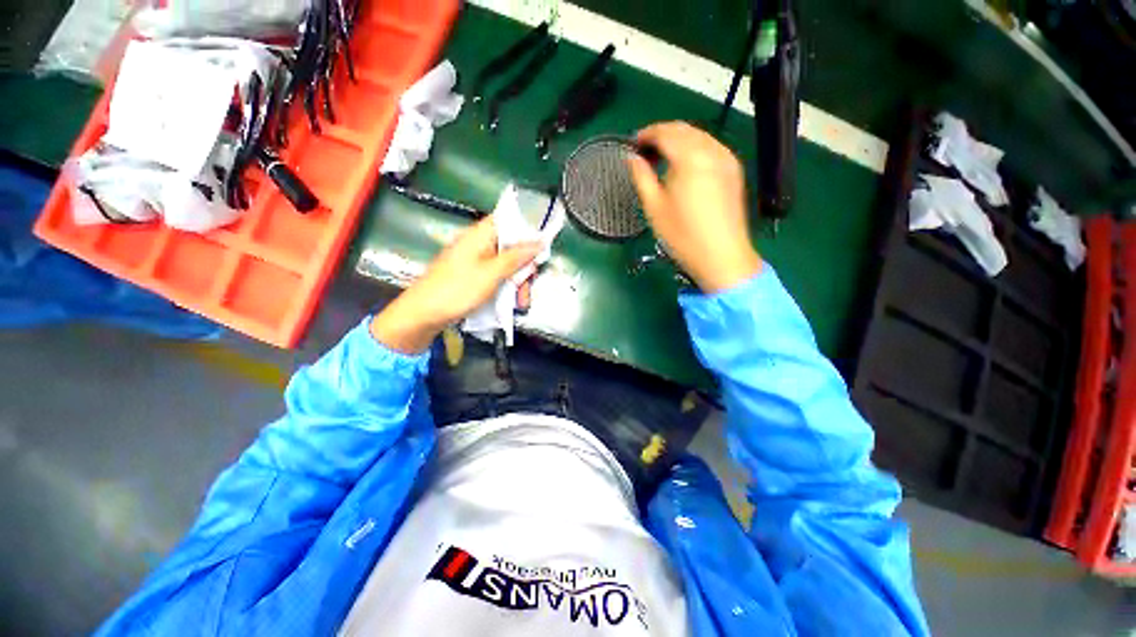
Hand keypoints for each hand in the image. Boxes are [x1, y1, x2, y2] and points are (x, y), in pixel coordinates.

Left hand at [370, 217, 540, 353]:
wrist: (424, 314)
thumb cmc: (457, 289)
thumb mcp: (491, 273)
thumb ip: (516, 257)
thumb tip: (540, 241)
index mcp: (480, 234)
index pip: (510, 220)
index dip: (528, 229)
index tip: (543, 247)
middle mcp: (479, 243)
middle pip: (511, 246)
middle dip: (524, 267)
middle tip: (528, 286)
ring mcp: (476, 260)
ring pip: (507, 264)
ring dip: (517, 282)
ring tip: (520, 302)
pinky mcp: (474, 275)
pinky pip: (497, 275)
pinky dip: (506, 287)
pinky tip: (511, 303)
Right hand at [628, 121, 761, 292]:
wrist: (722, 256)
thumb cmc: (683, 235)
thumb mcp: (654, 208)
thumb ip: (641, 177)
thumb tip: (632, 158)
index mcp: (689, 157)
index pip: (665, 132)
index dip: (646, 134)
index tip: (633, 144)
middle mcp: (712, 150)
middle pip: (684, 129)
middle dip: (662, 134)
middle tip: (644, 150)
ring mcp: (726, 159)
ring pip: (699, 136)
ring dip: (678, 140)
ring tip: (661, 157)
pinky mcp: (734, 170)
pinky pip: (711, 147)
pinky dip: (694, 148)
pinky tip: (684, 164)